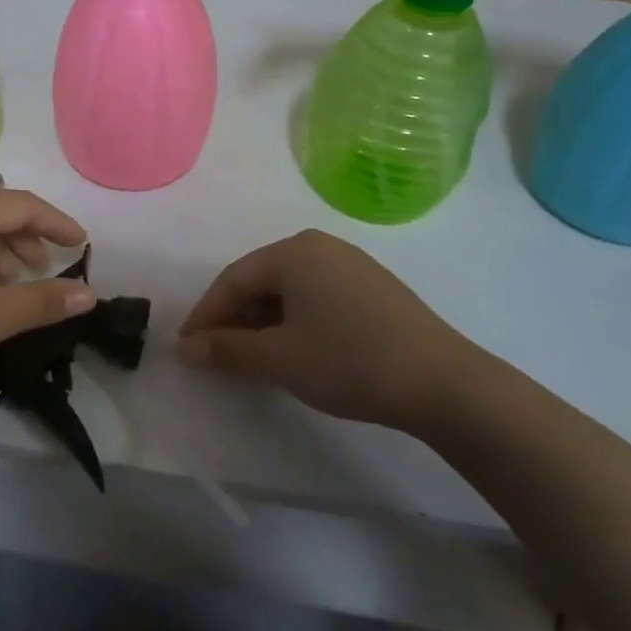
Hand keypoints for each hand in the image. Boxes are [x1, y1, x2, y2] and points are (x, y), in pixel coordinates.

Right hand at [177, 230, 493, 432]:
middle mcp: (320, 246)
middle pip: (260, 280)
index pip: (233, 279)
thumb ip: (226, 350)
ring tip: (252, 357)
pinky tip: (294, 349)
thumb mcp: (279, 358)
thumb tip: (185, 349)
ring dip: (262, 322)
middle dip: (234, 318)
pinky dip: (293, 321)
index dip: (205, 315)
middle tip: (216, 355)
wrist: (445, 383)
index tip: (188, 348)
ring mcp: (351, 265)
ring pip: (289, 290)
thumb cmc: (350, 361)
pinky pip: (316, 296)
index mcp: (294, 252)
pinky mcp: (373, 287)